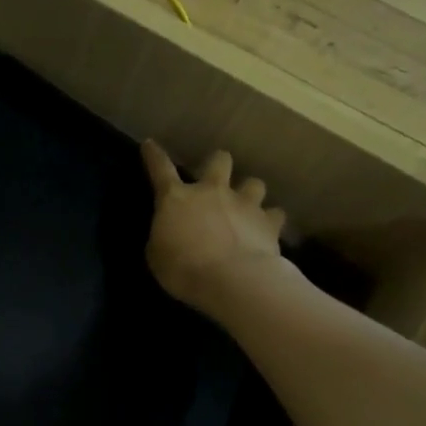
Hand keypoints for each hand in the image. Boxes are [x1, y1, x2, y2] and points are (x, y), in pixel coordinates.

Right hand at [141, 140, 290, 315]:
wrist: (232, 281)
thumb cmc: (183, 269)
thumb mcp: (156, 255)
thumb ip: (163, 236)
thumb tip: (170, 232)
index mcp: (177, 199)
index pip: (160, 169)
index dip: (153, 155)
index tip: (150, 144)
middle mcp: (212, 192)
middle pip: (219, 160)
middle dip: (217, 164)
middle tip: (215, 177)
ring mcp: (245, 204)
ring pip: (254, 183)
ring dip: (248, 191)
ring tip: (246, 205)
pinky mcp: (269, 223)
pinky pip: (274, 214)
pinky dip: (270, 220)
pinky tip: (266, 229)